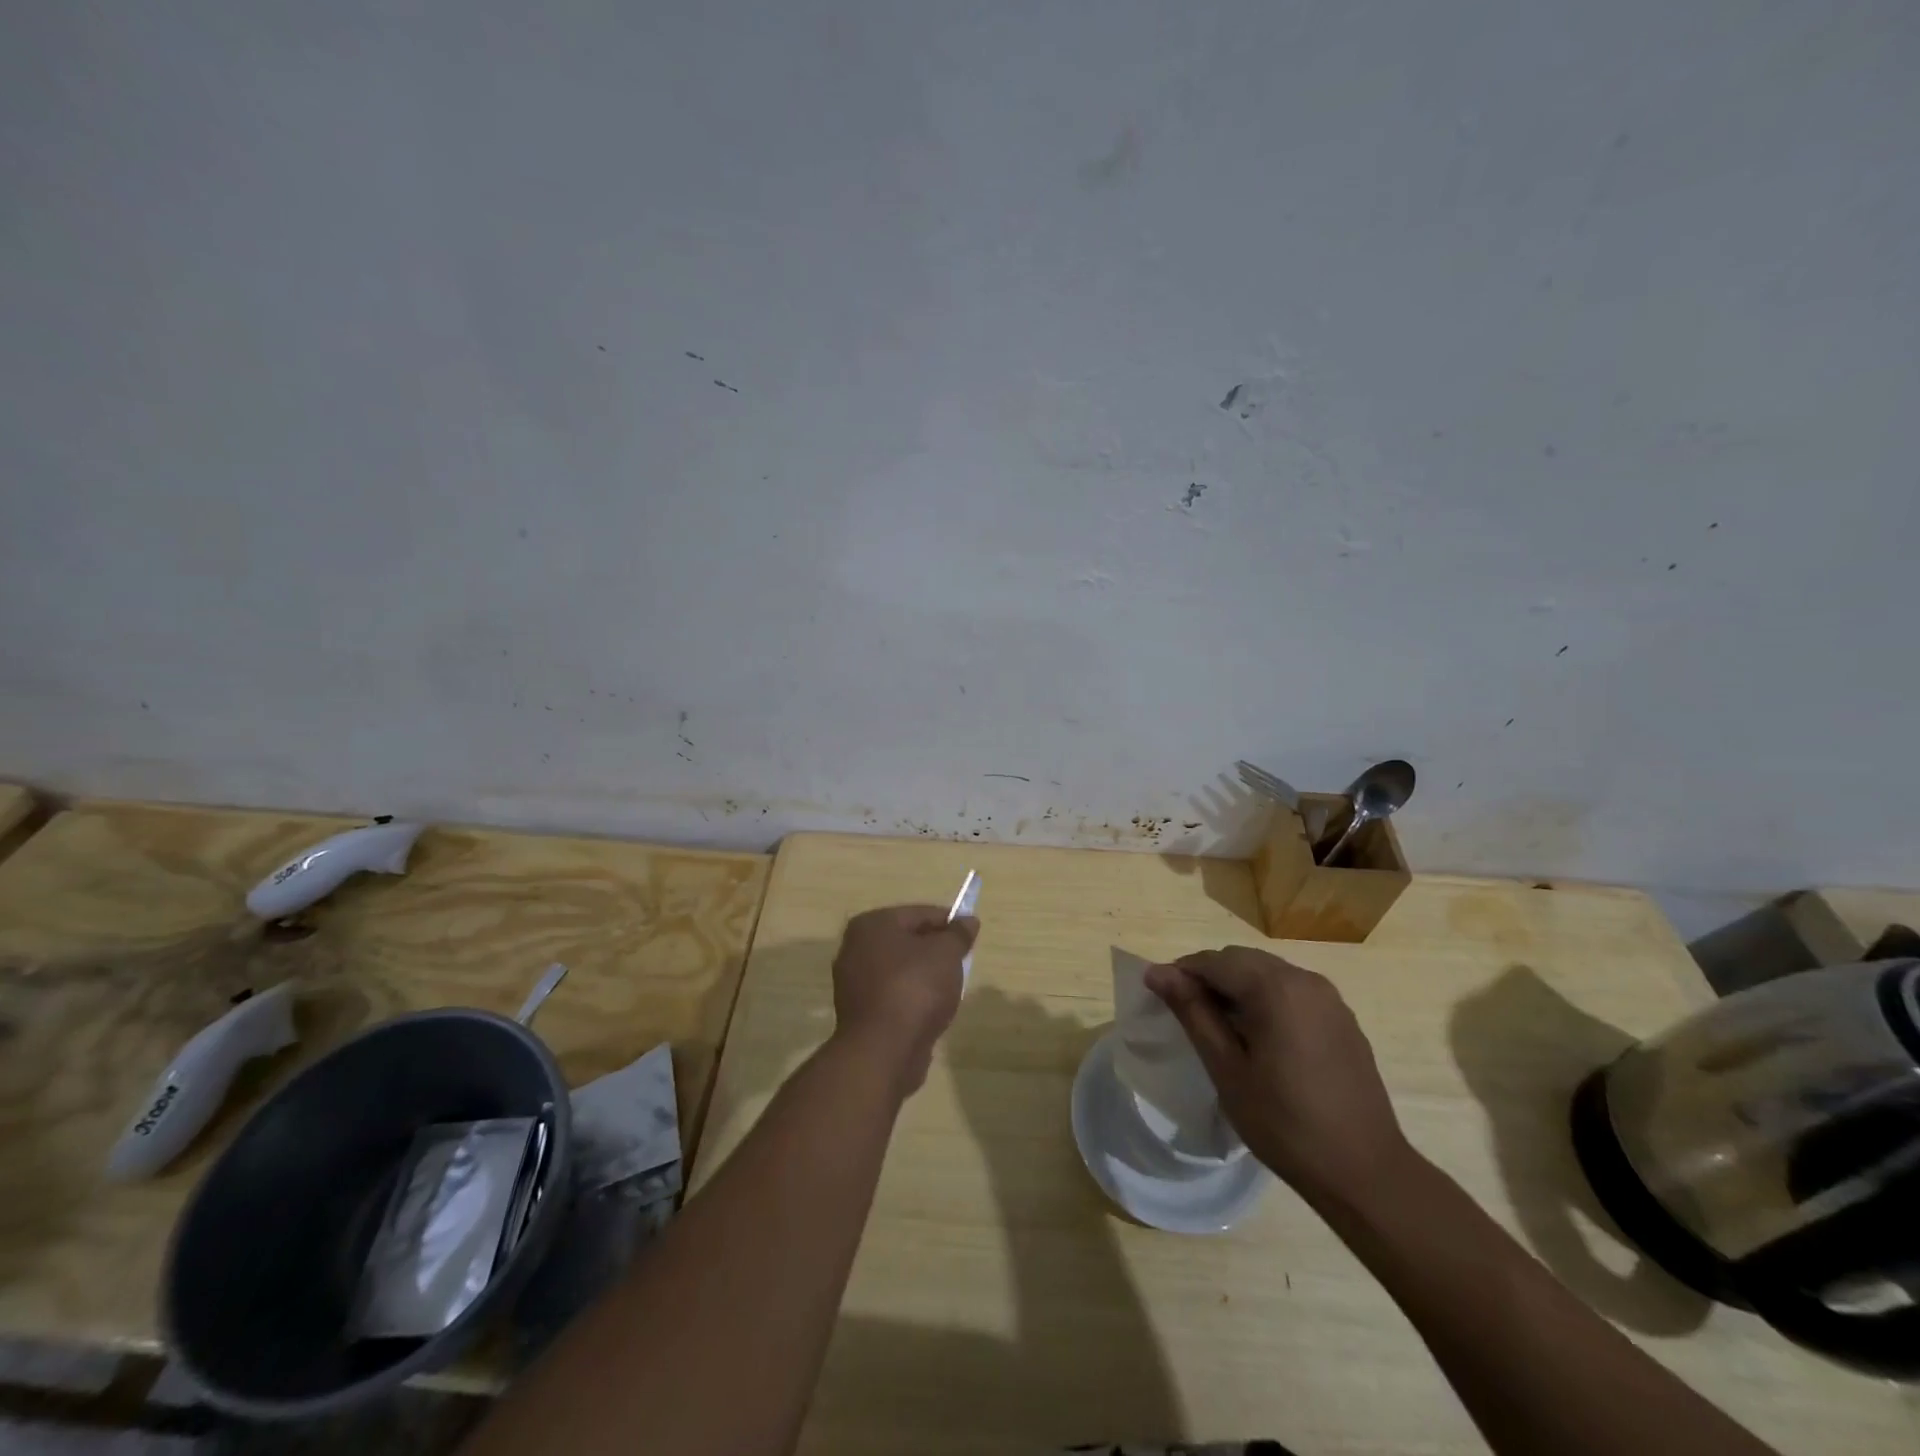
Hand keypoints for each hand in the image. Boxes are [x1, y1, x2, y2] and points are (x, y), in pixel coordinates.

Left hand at [830, 905, 977, 1095]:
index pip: (919, 913)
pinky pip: (893, 995)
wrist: (883, 1051)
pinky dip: (911, 999)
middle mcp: (855, 948)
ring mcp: (853, 982)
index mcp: (872, 924)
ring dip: (924, 976)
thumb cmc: (915, 988)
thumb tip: (968, 920)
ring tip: (948, 990)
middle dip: (935, 950)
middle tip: (961, 962)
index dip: (949, 922)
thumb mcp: (946, 953)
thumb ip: (958, 934)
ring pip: (900, 970)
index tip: (970, 935)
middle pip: (907, 941)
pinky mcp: (859, 1013)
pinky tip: (929, 1011)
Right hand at [1145, 947, 1411, 1206]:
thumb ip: (1192, 1012)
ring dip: (1238, 987)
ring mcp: (1329, 998)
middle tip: (1188, 1014)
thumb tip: (1157, 972)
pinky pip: (1293, 991)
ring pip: (1268, 972)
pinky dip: (1267, 999)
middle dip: (1210, 977)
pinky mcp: (1342, 1018)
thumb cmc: (1285, 1123)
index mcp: (1275, 987)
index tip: (1161, 998)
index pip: (1214, 961)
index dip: (1182, 973)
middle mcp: (1305, 979)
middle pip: (1242, 960)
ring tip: (1221, 1027)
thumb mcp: (1226, 1068)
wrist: (1365, 1173)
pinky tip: (1260, 1037)